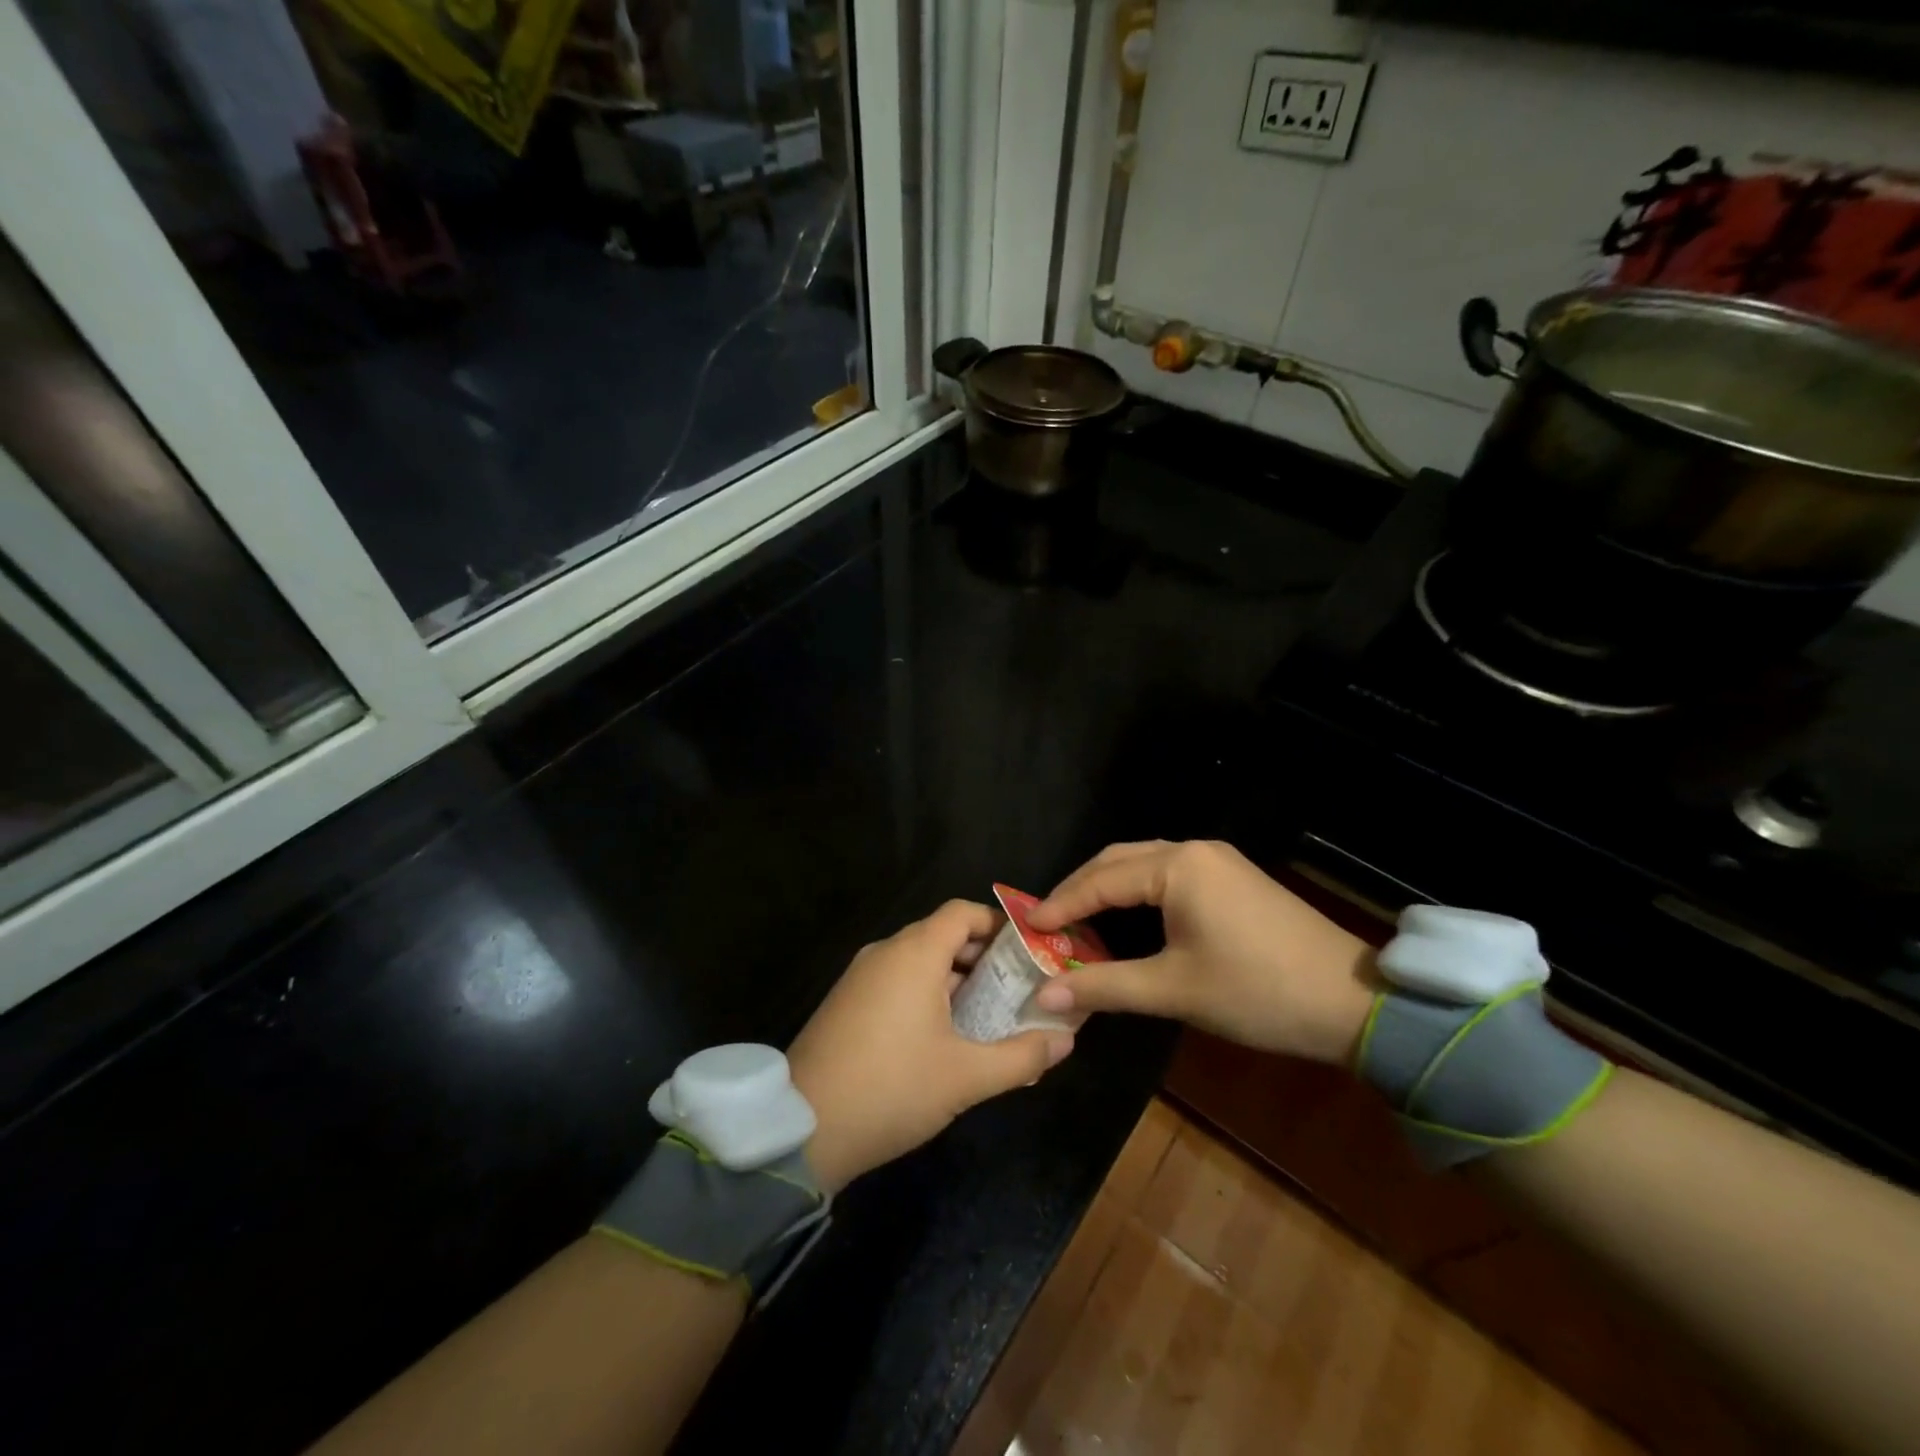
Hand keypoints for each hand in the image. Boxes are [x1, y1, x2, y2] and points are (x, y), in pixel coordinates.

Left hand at [786, 900, 1074, 1193]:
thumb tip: (1066, 1041)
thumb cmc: (893, 1088)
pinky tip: (941, 1035)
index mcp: (915, 954)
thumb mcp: (966, 1078)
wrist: (803, 1128)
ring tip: (987, 1015)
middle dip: (982, 957)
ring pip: (918, 960)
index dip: (997, 924)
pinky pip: (895, 980)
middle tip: (1017, 988)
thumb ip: (1021, 1056)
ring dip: (954, 978)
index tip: (1028, 951)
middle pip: (942, 935)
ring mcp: (860, 976)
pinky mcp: (845, 1002)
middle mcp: (885, 952)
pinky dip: (924, 992)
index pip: (962, 912)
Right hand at [1025, 840, 1377, 1065]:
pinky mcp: (1233, 879)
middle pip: (1118, 860)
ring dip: (1108, 889)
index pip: (1101, 880)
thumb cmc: (1257, 991)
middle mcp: (1193, 851)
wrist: (1353, 1003)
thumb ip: (1105, 987)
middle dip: (1080, 889)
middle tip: (1048, 921)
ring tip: (1077, 921)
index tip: (1027, 928)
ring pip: (1144, 864)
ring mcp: (1217, 862)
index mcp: (1177, 866)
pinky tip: (1124, 919)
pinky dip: (1136, 893)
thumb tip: (1043, 996)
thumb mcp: (1174, 990)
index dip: (1061, 905)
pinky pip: (1168, 875)